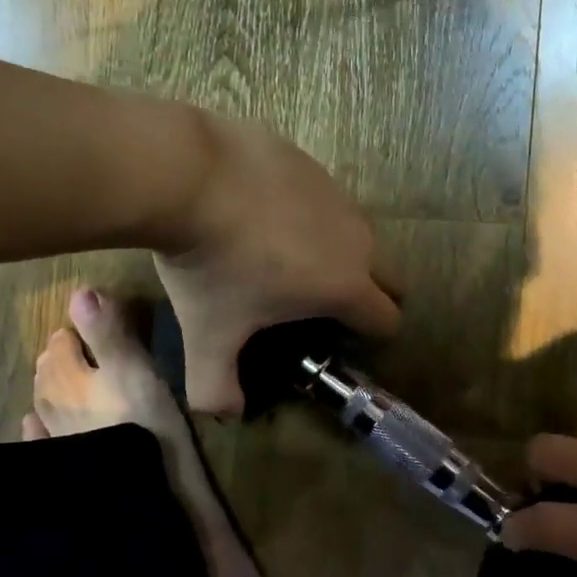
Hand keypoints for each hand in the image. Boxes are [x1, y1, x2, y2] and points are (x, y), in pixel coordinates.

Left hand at [155, 115, 399, 414]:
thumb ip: (216, 388)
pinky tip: (259, 210)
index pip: (388, 320)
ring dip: (334, 249)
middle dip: (368, 293)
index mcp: (345, 286)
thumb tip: (225, 415)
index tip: (339, 340)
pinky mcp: (309, 161)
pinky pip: (320, 195)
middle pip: (387, 274)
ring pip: (354, 231)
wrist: (188, 176)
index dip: (371, 336)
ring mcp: (335, 193)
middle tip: (317, 303)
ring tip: (280, 255)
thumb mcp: (207, 336)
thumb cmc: (211, 265)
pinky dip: (303, 209)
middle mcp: (355, 238)